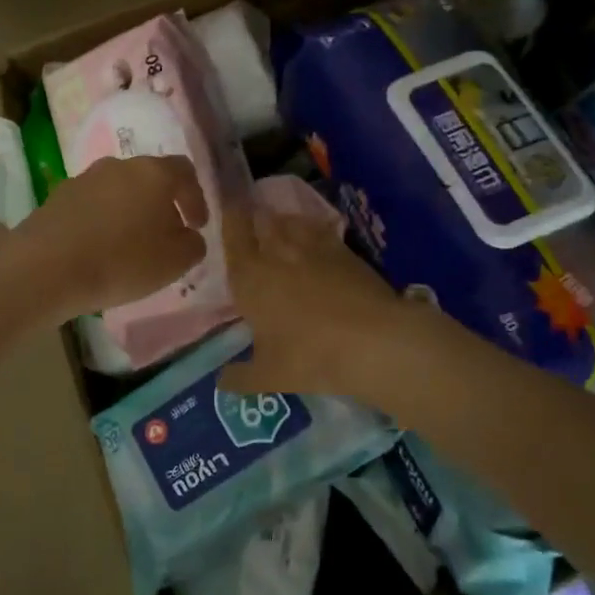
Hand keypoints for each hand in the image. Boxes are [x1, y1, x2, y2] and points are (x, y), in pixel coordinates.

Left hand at [16, 155, 209, 320]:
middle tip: (165, 234)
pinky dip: (102, 221)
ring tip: (130, 244)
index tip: (197, 226)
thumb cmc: (122, 261)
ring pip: (118, 190)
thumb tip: (189, 235)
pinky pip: (91, 205)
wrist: (47, 267)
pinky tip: (99, 248)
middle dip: (161, 204)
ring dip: (129, 211)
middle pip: (148, 178)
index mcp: (153, 173)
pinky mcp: (58, 197)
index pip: (184, 171)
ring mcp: (84, 178)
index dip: (195, 198)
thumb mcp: (175, 261)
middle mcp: (119, 166)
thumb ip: (193, 244)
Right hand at [216, 206, 420, 403]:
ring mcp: (311, 247)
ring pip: (289, 220)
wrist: (373, 341)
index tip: (227, 213)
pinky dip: (311, 231)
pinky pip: (319, 230)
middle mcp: (275, 253)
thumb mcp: (268, 376)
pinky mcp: (343, 250)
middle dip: (253, 219)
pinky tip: (313, 242)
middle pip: (259, 220)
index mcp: (248, 278)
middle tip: (251, 224)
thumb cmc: (310, 356)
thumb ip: (240, 377)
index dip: (229, 220)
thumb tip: (221, 381)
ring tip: (279, 230)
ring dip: (281, 222)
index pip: (232, 235)